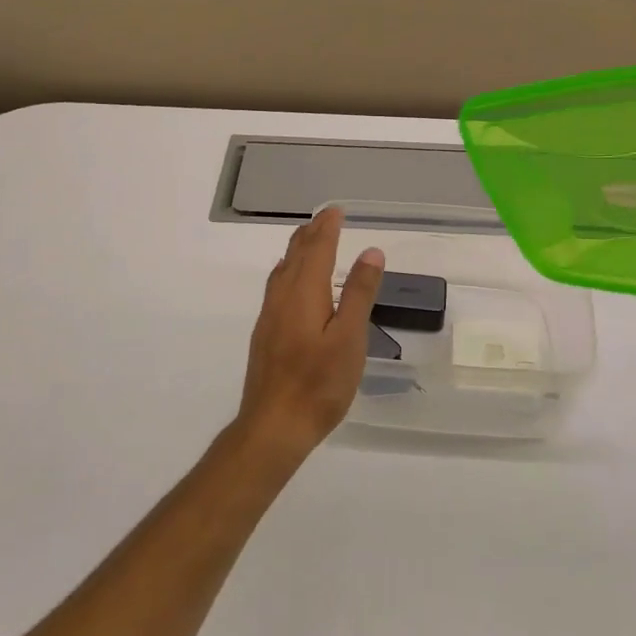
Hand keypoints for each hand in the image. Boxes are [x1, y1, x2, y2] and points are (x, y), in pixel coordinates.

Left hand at [234, 208, 385, 465]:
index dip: (327, 228)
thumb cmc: (319, 383)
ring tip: (309, 239)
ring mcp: (269, 315)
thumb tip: (371, 251)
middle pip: (295, 254)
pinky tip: (292, 282)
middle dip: (312, 233)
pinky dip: (289, 270)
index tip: (336, 210)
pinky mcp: (265, 334)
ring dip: (298, 249)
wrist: (273, 425)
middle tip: (325, 217)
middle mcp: (282, 296)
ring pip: (283, 270)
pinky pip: (277, 286)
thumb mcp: (349, 338)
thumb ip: (358, 293)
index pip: (316, 249)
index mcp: (304, 292)